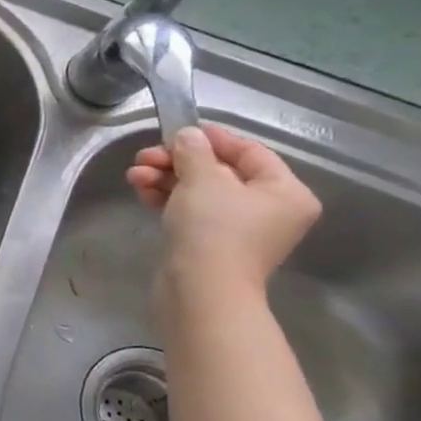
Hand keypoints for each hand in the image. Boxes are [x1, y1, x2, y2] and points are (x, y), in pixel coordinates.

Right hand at [126, 124, 320, 298]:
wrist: (200, 289)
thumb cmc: (214, 228)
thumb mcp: (202, 179)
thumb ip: (193, 151)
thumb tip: (187, 136)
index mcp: (285, 191)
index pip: (249, 151)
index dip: (211, 138)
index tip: (177, 130)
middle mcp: (269, 210)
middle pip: (220, 172)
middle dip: (177, 161)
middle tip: (144, 156)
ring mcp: (240, 230)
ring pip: (200, 191)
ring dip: (165, 178)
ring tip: (134, 175)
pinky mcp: (212, 244)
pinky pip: (191, 211)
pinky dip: (168, 199)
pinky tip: (142, 191)